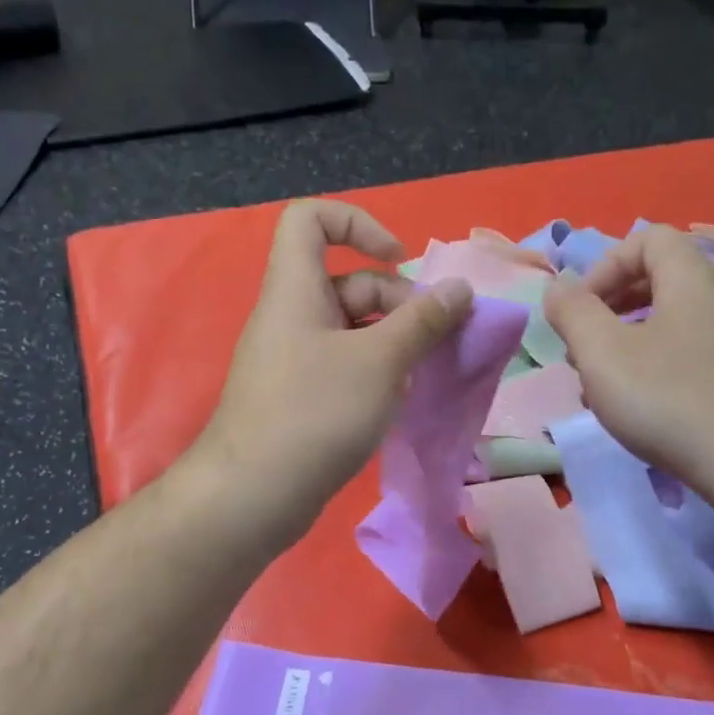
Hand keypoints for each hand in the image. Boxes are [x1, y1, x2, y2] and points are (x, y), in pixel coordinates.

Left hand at [194, 200, 471, 544]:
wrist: (253, 495)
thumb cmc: (316, 412)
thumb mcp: (380, 361)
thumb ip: (423, 321)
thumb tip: (460, 289)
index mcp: (296, 288)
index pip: (311, 219)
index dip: (358, 224)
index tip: (399, 260)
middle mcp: (291, 315)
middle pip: (348, 281)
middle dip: (398, 300)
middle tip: (436, 337)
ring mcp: (294, 358)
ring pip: (352, 328)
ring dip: (393, 340)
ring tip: (424, 371)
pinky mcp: (299, 396)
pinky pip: (343, 365)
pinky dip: (375, 372)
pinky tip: (398, 400)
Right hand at [544, 224, 713, 501]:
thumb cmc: (669, 400)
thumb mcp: (602, 353)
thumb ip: (573, 312)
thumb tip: (558, 287)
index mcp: (691, 278)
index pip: (647, 239)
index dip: (604, 265)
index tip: (580, 309)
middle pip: (658, 279)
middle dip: (610, 307)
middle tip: (582, 346)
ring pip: (669, 322)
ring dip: (626, 342)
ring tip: (600, 383)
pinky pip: (686, 353)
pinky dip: (653, 367)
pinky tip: (636, 408)